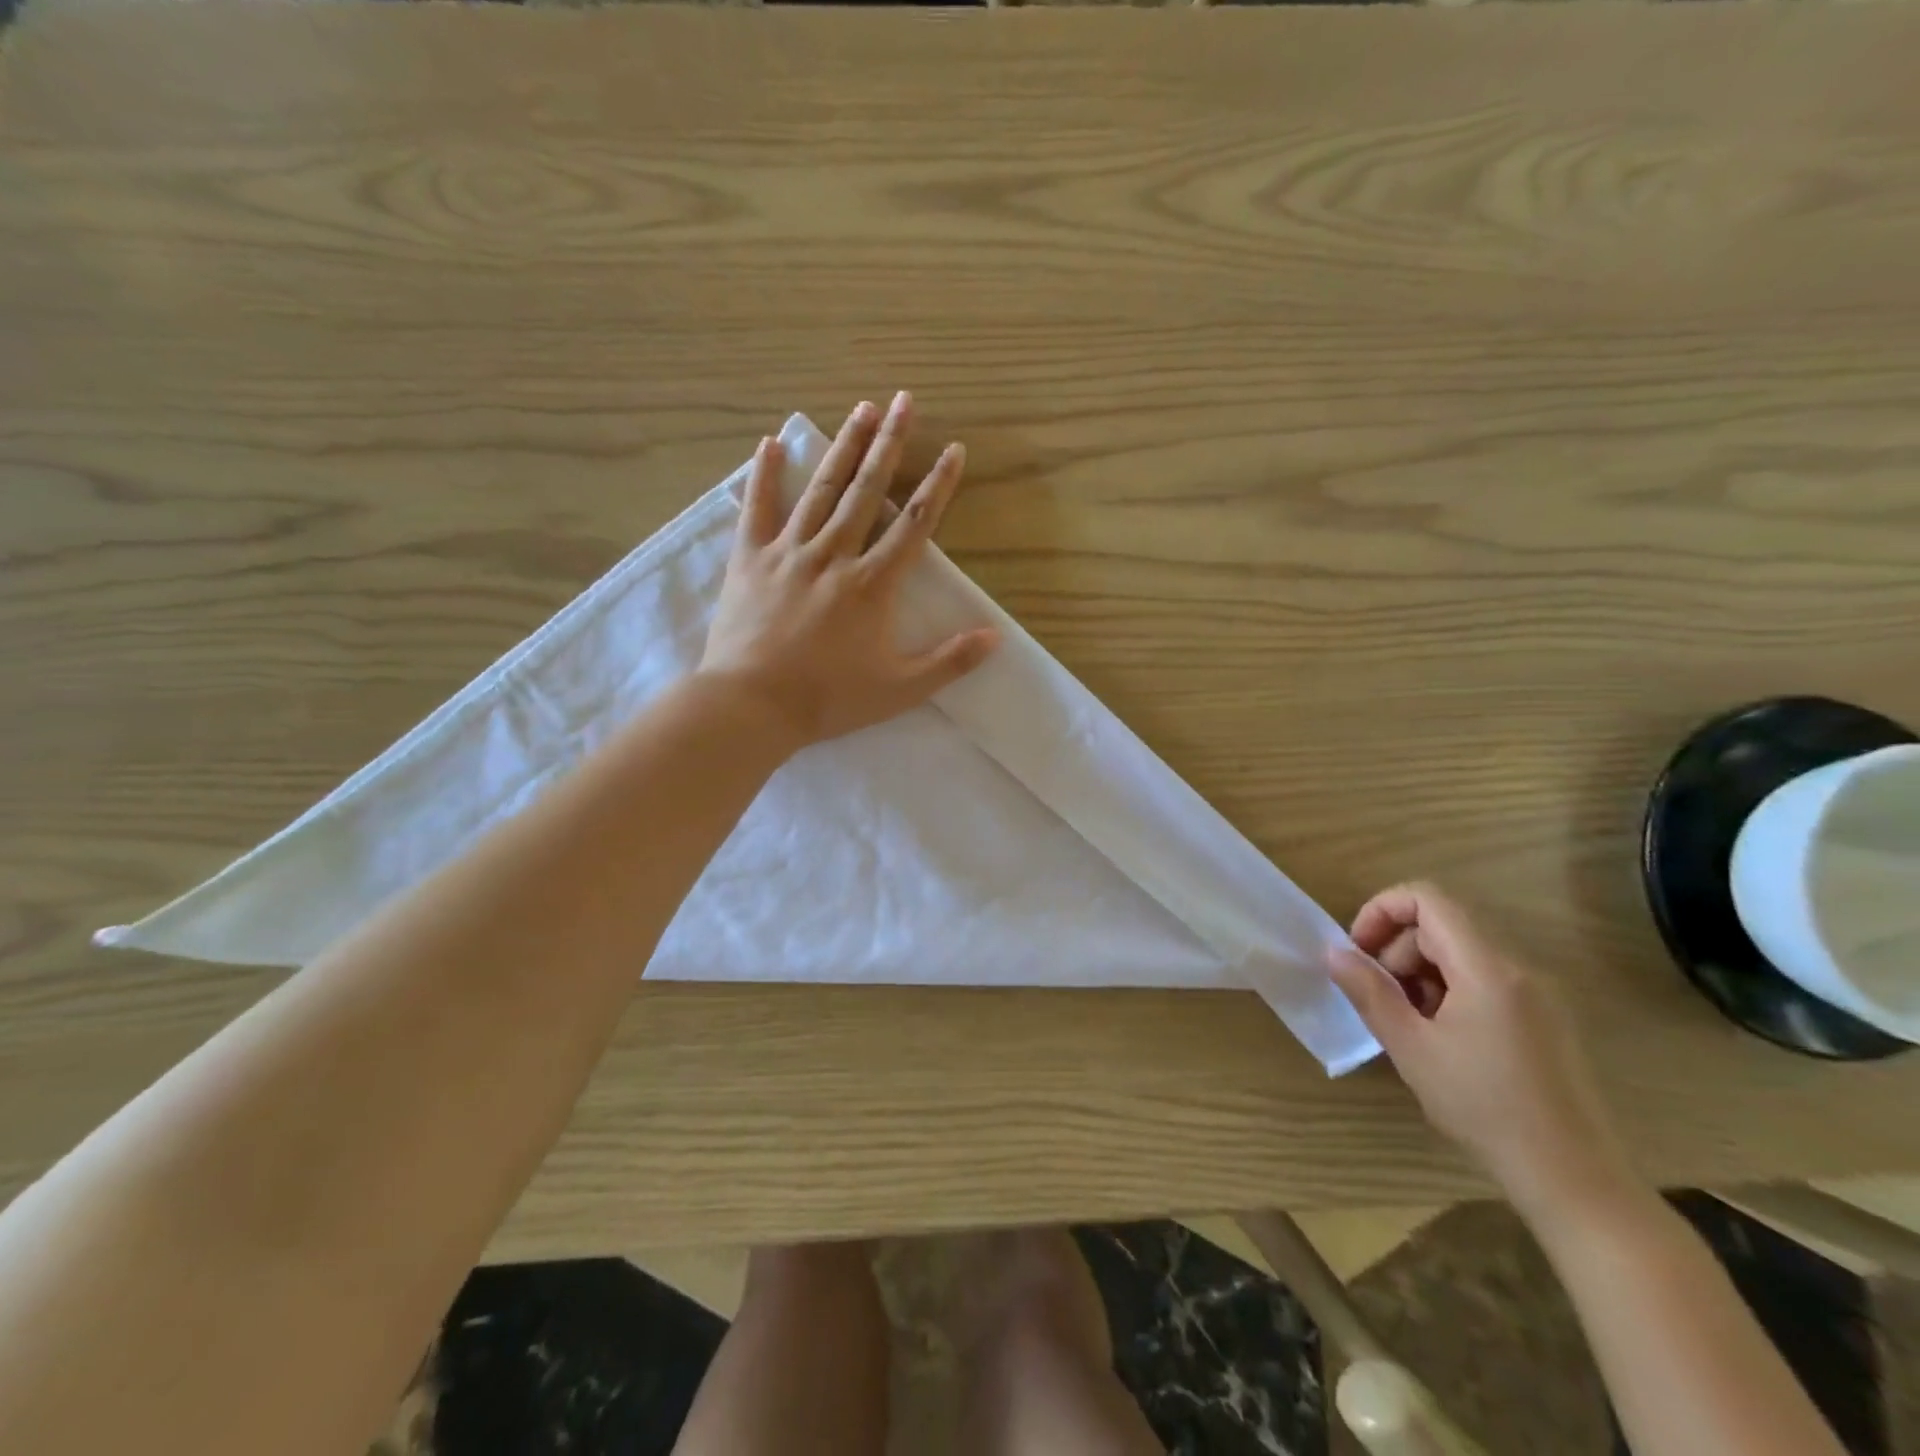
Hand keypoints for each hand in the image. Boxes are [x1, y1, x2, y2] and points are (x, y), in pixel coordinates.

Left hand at [699, 394, 999, 747]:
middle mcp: (834, 555)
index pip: (913, 525)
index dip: (937, 486)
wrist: (752, 705)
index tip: (953, 450)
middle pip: (867, 491)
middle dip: (890, 444)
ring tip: (862, 408)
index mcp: (872, 584)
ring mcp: (788, 552)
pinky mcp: (750, 560)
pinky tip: (769, 444)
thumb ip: (949, 662)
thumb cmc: (829, 699)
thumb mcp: (900, 690)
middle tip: (904, 401)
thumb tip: (995, 637)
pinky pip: (757, 508)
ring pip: (821, 489)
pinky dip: (763, 475)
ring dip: (844, 446)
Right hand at [1329, 883, 1634, 1216]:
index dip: (1382, 909)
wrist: (1574, 1179)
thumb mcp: (1411, 1048)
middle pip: (1441, 924)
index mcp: (1487, 968)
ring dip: (1420, 971)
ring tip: (1407, 1021)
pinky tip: (1441, 1036)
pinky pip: (1484, 978)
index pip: (1427, 898)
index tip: (1358, 950)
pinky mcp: (1544, 1018)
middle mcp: (1517, 968)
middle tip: (1378, 995)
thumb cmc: (1485, 1108)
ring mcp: (1536, 993)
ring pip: (1461, 952)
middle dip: (1397, 948)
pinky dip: (1449, 989)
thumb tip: (1333, 952)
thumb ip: (1369, 992)